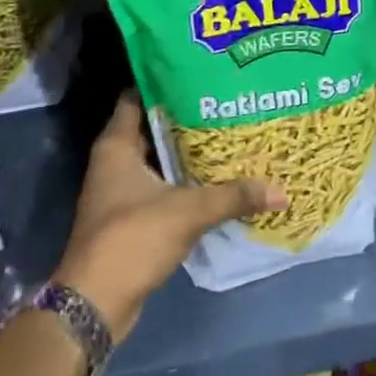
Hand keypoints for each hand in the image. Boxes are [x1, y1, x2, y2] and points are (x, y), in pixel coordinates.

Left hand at [53, 92, 285, 342]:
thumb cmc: (132, 238)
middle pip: (153, 127)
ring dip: (186, 151)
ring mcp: (120, 191)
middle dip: (186, 115)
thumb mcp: (188, 211)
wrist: (94, 304)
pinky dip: (184, 180)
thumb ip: (233, 196)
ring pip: (158, 158)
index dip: (165, 81)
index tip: (199, 71)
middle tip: (225, 101)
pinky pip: (161, 186)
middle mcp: (114, 162)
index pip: (138, 96)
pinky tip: (215, 177)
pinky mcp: (130, 217)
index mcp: (117, 145)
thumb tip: (280, 190)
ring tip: (227, 133)